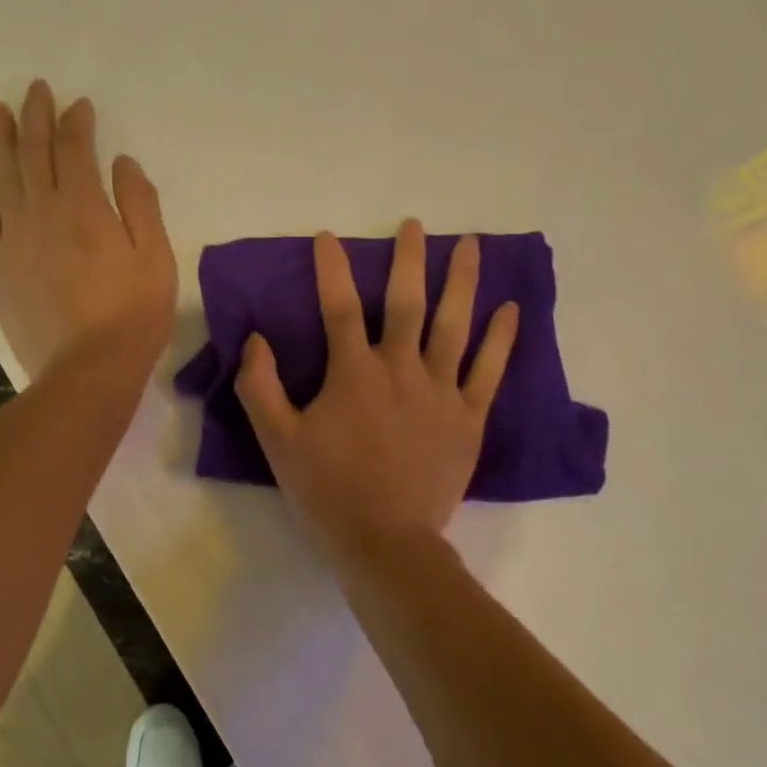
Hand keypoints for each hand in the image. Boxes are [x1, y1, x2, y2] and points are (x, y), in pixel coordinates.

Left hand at [0, 80, 176, 380]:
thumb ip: (139, 205)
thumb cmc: (132, 315)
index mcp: (84, 207)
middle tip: (34, 90)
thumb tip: (122, 163)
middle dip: (35, 116)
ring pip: (1, 175)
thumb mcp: (156, 258)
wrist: (87, 368)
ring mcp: (13, 237)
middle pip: (33, 152)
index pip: (75, 149)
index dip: (77, 122)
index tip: (79, 104)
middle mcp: (42, 211)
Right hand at [234, 220, 518, 552]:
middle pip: (406, 302)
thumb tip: (255, 339)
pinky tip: (511, 310)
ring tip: (471, 245)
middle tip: (415, 225)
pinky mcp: (469, 417)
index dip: (332, 268)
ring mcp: (440, 391)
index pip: (337, 307)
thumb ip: (261, 386)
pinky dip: (501, 339)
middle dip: (409, 259)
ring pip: (455, 325)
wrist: (385, 540)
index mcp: (353, 372)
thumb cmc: (327, 490)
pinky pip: (488, 370)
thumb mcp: (276, 441)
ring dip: (462, 282)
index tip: (328, 237)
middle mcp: (400, 368)